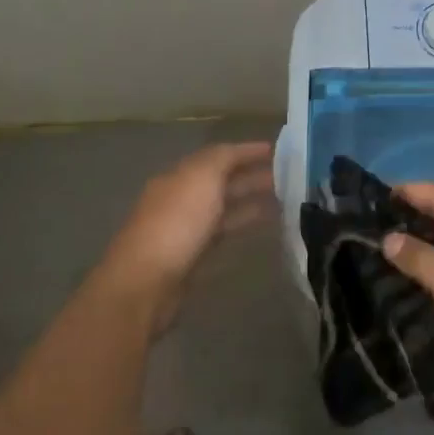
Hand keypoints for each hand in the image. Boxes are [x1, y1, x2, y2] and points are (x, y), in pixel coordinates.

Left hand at [102, 141, 273, 328]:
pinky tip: (261, 226)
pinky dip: (241, 224)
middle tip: (288, 176)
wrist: (145, 283)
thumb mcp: (202, 178)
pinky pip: (222, 232)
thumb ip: (222, 159)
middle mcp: (181, 198)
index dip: (247, 151)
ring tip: (284, 199)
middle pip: (221, 181)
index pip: (218, 155)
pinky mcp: (191, 257)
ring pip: (223, 206)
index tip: (278, 151)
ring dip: (250, 200)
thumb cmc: (176, 223)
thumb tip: (239, 151)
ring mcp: (184, 228)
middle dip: (252, 175)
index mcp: (180, 175)